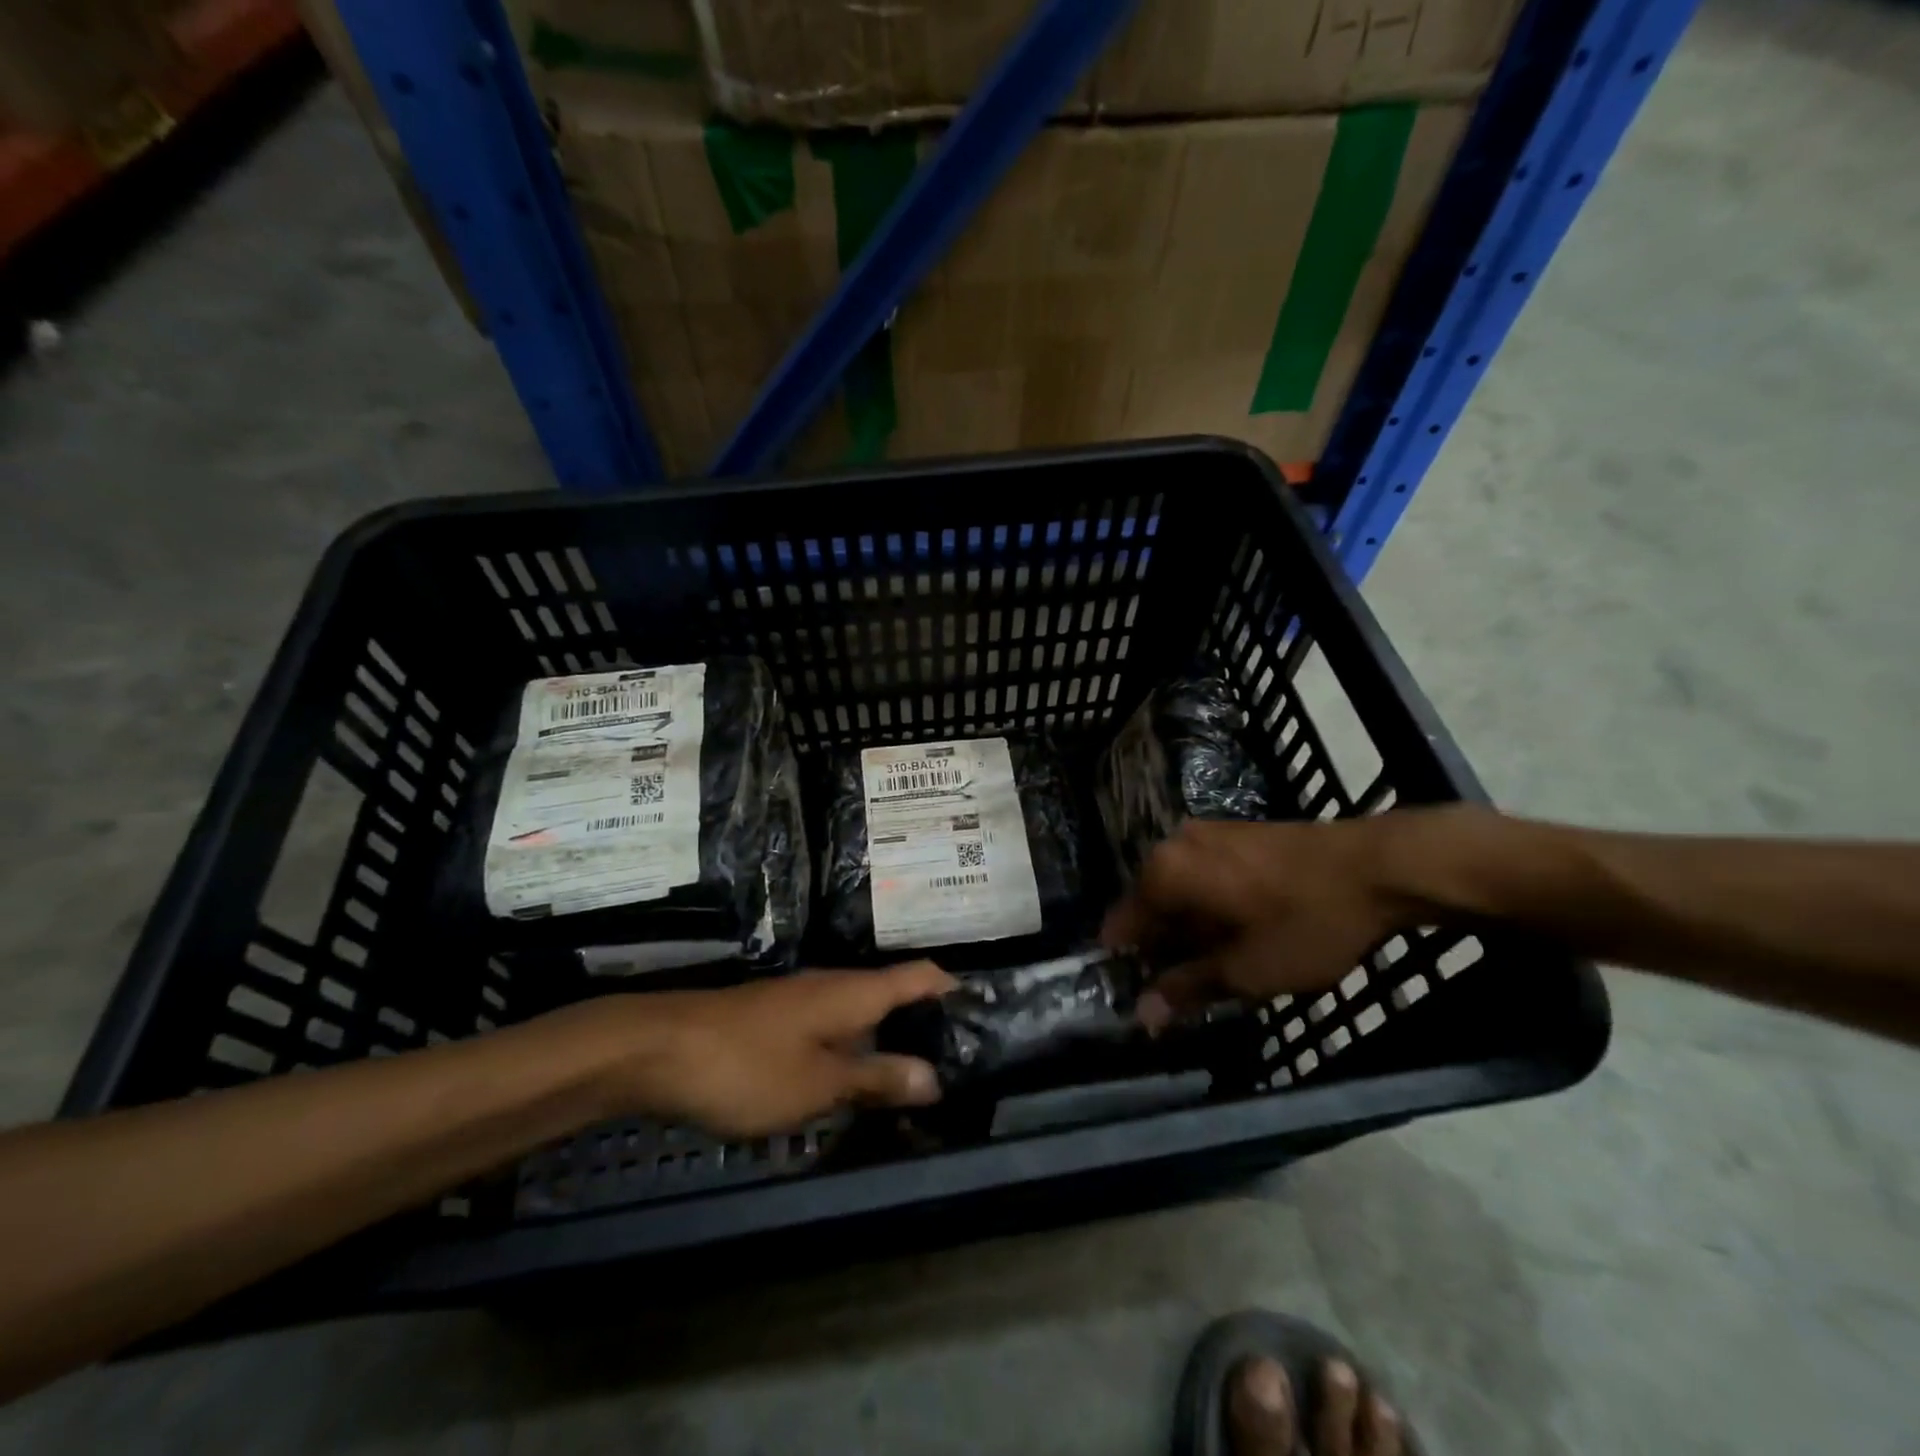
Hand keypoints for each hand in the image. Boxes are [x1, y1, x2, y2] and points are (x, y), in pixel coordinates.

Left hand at [568, 962, 957, 1139]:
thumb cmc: (749, 1064)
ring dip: (889, 1042)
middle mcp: (835, 986)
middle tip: (958, 1065)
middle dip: (926, 1024)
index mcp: (856, 992)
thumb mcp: (819, 1082)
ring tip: (915, 1082)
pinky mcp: (777, 1020)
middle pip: (895, 994)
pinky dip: (855, 1051)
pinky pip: (833, 1029)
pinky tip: (854, 1084)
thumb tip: (936, 1077)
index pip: (921, 976)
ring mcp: (803, 1001)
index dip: (955, 989)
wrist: (659, 1049)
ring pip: (862, 1014)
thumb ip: (877, 1078)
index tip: (985, 1016)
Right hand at [1101, 816, 1431, 1024]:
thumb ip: (1188, 988)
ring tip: (1222, 964)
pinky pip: (1203, 874)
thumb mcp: (1247, 971)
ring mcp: (1206, 833)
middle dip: (1163, 948)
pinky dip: (1210, 905)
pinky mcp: (1235, 832)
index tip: (1145, 998)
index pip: (1121, 925)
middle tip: (1191, 988)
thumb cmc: (1306, 922)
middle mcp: (1173, 845)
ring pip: (1179, 891)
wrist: (1379, 866)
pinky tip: (1241, 930)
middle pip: (1150, 906)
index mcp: (1164, 873)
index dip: (1129, 966)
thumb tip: (1143, 1014)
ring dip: (1189, 928)